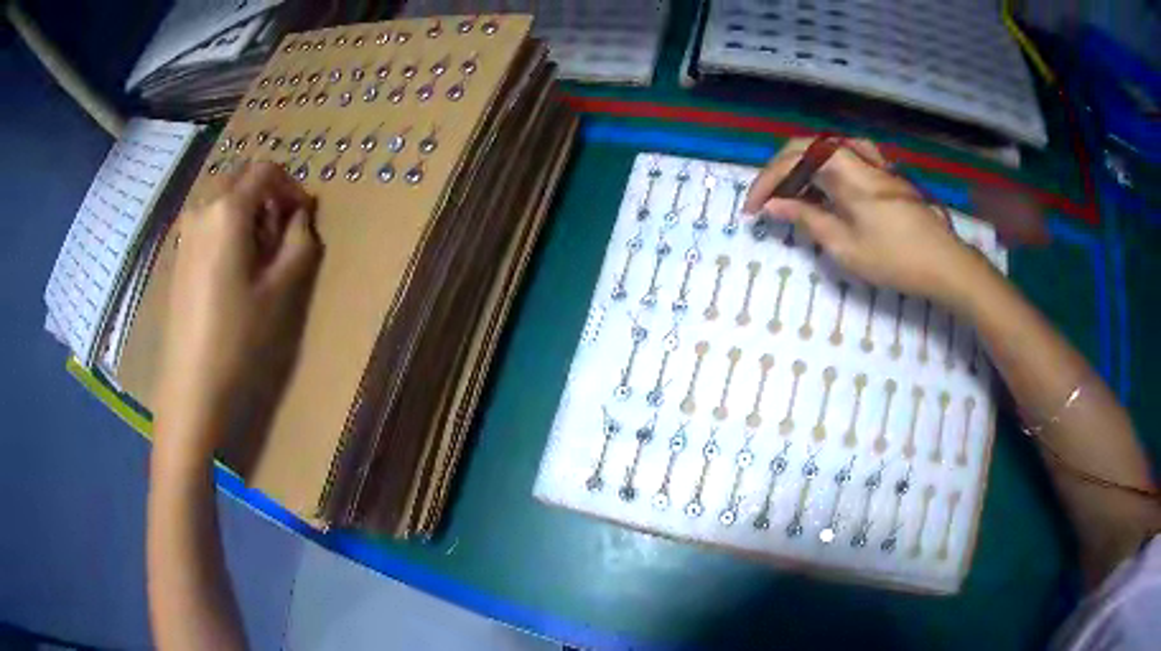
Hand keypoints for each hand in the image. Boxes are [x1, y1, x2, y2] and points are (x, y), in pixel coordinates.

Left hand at [155, 163, 322, 463]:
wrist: (192, 384)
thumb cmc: (239, 337)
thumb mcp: (281, 290)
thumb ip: (299, 242)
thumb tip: (302, 215)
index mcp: (228, 210)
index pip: (265, 171)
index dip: (290, 186)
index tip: (303, 216)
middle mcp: (202, 209)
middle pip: (240, 178)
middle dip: (266, 194)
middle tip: (280, 233)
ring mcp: (185, 232)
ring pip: (221, 198)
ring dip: (246, 210)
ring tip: (258, 253)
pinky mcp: (178, 254)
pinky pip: (207, 220)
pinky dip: (226, 226)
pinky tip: (233, 266)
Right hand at [745, 139, 981, 304]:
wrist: (944, 263)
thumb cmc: (895, 258)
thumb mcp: (845, 245)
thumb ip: (807, 219)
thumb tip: (774, 206)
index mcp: (846, 172)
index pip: (793, 160)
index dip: (767, 182)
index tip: (752, 210)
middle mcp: (857, 158)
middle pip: (808, 147)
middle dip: (781, 171)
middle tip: (769, 200)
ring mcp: (874, 164)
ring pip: (828, 148)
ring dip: (803, 165)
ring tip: (794, 190)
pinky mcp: (885, 175)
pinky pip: (847, 158)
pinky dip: (826, 168)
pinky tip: (828, 187)